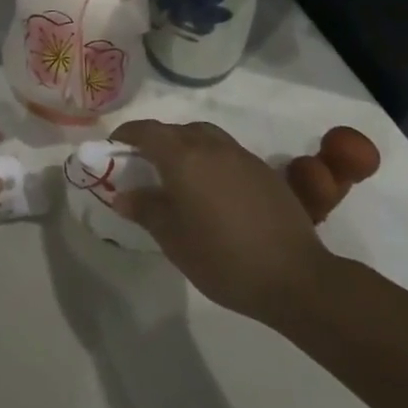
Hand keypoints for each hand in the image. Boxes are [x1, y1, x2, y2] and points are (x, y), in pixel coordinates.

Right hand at [109, 119, 334, 325]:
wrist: (294, 276)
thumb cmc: (223, 258)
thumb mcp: (173, 239)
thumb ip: (146, 209)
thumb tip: (123, 194)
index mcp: (184, 157)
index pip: (147, 131)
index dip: (126, 135)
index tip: (114, 148)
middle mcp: (211, 145)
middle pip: (176, 131)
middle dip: (155, 142)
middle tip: (143, 167)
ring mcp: (241, 156)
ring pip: (204, 137)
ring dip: (185, 146)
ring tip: (178, 176)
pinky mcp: (264, 170)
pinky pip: (226, 153)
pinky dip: (210, 160)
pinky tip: (212, 191)